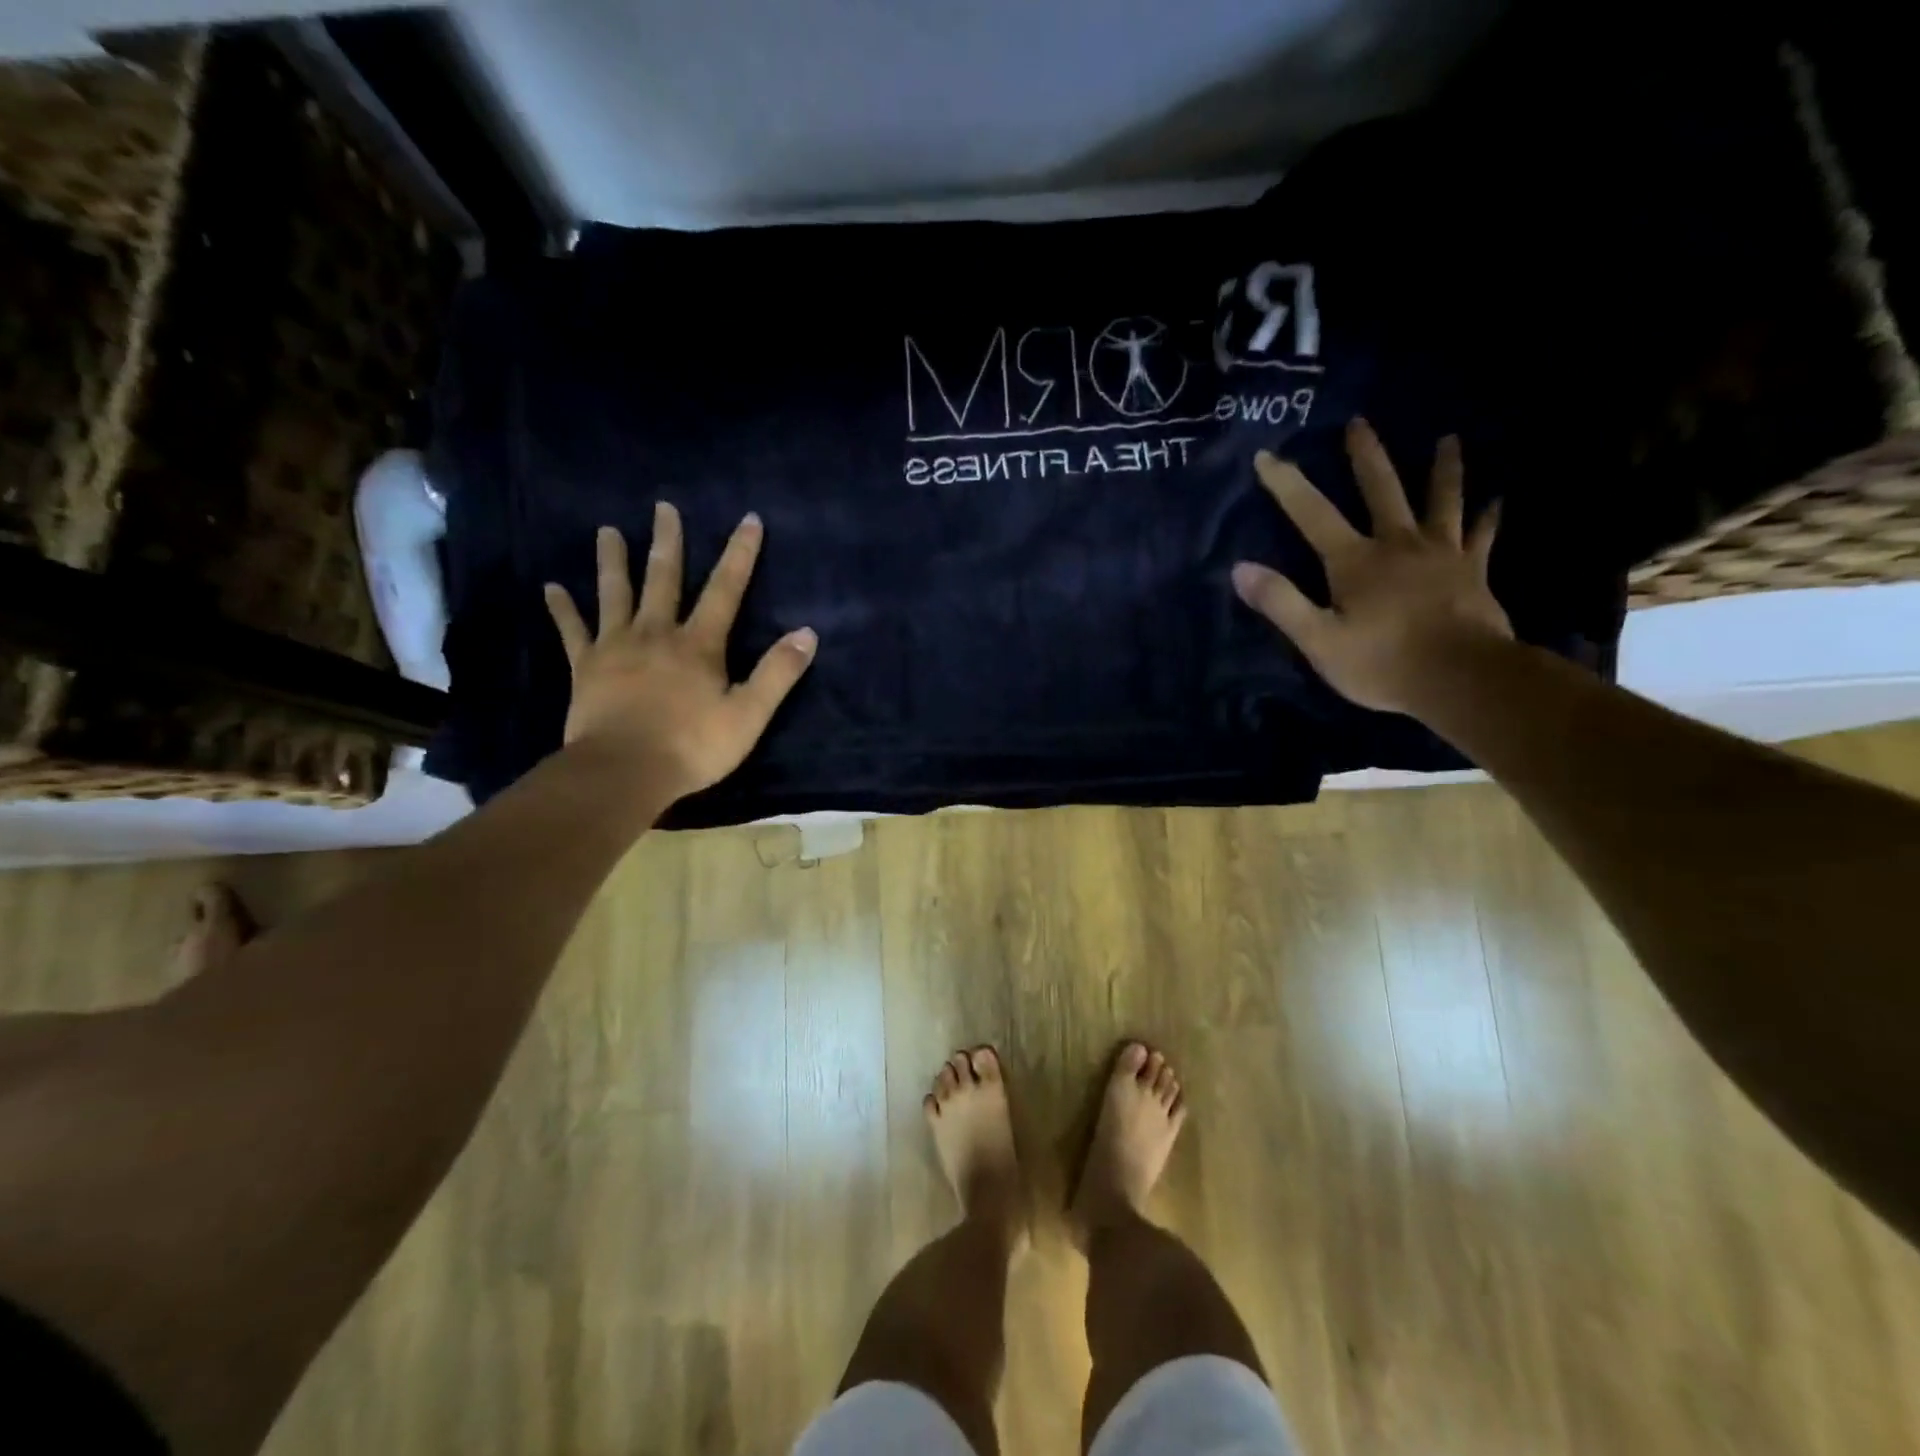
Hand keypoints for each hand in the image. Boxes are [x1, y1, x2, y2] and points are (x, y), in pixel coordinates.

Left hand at [543, 503, 815, 802]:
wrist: (624, 771)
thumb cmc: (692, 746)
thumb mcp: (749, 714)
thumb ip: (778, 673)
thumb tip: (808, 633)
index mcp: (699, 644)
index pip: (726, 590)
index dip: (740, 554)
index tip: (749, 519)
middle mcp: (657, 634)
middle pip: (664, 579)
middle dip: (668, 542)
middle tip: (663, 507)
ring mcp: (616, 647)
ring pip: (615, 594)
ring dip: (612, 561)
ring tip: (607, 531)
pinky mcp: (585, 667)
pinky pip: (572, 631)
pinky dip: (562, 609)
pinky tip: (551, 587)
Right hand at [1232, 418, 1510, 714]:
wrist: (1461, 678)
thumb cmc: (1382, 662)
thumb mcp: (1318, 639)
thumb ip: (1281, 602)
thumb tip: (1240, 568)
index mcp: (1355, 560)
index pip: (1312, 513)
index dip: (1286, 484)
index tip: (1267, 455)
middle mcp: (1398, 544)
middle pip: (1382, 489)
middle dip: (1366, 456)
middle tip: (1359, 423)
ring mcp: (1442, 554)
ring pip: (1441, 500)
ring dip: (1443, 469)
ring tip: (1449, 440)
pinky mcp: (1473, 571)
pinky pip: (1482, 536)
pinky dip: (1487, 517)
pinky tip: (1497, 500)